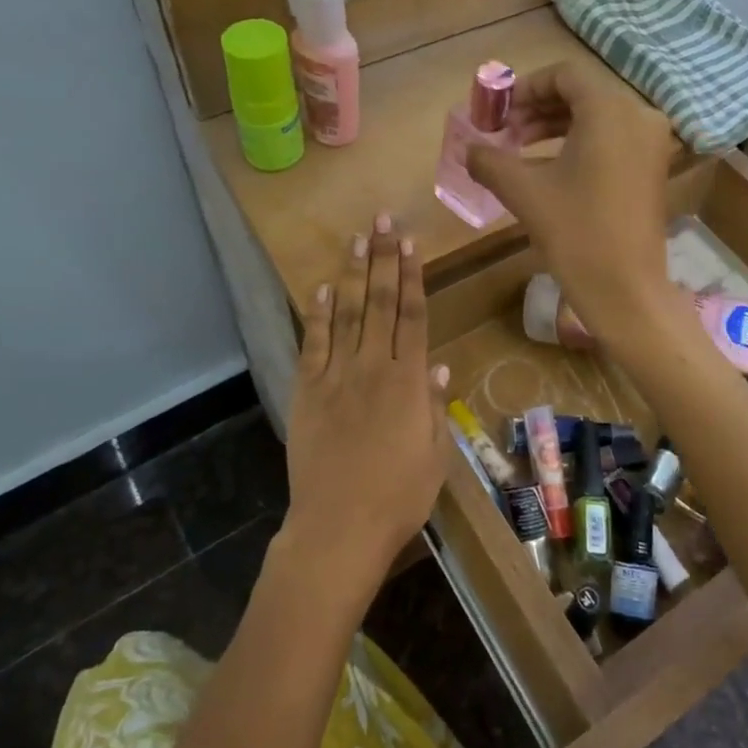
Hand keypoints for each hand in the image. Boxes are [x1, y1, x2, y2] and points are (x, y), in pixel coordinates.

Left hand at [281, 214, 449, 599]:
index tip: (410, 243)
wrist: (338, 528)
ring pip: (348, 314)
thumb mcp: (434, 457)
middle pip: (381, 303)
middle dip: (383, 258)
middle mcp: (373, 368)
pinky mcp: (308, 391)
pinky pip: (313, 344)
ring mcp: (336, 377)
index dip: (412, 276)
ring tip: (356, 238)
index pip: (413, 316)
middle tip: (382, 220)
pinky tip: (323, 288)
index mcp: (408, 382)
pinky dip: (318, 314)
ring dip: (353, 273)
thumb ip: (435, 409)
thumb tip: (439, 368)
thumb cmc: (397, 497)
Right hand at [465, 61, 684, 354]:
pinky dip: (580, 143)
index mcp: (611, 111)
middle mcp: (639, 116)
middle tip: (505, 132)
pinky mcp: (653, 168)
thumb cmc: (575, 232)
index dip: (526, 87)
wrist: (625, 288)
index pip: (565, 75)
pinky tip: (550, 167)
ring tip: (520, 149)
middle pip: (583, 94)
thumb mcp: (524, 191)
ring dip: (556, 126)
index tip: (499, 111)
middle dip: (538, 109)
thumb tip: (468, 150)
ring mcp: (652, 143)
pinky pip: (613, 139)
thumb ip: (490, 161)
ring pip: (598, 117)